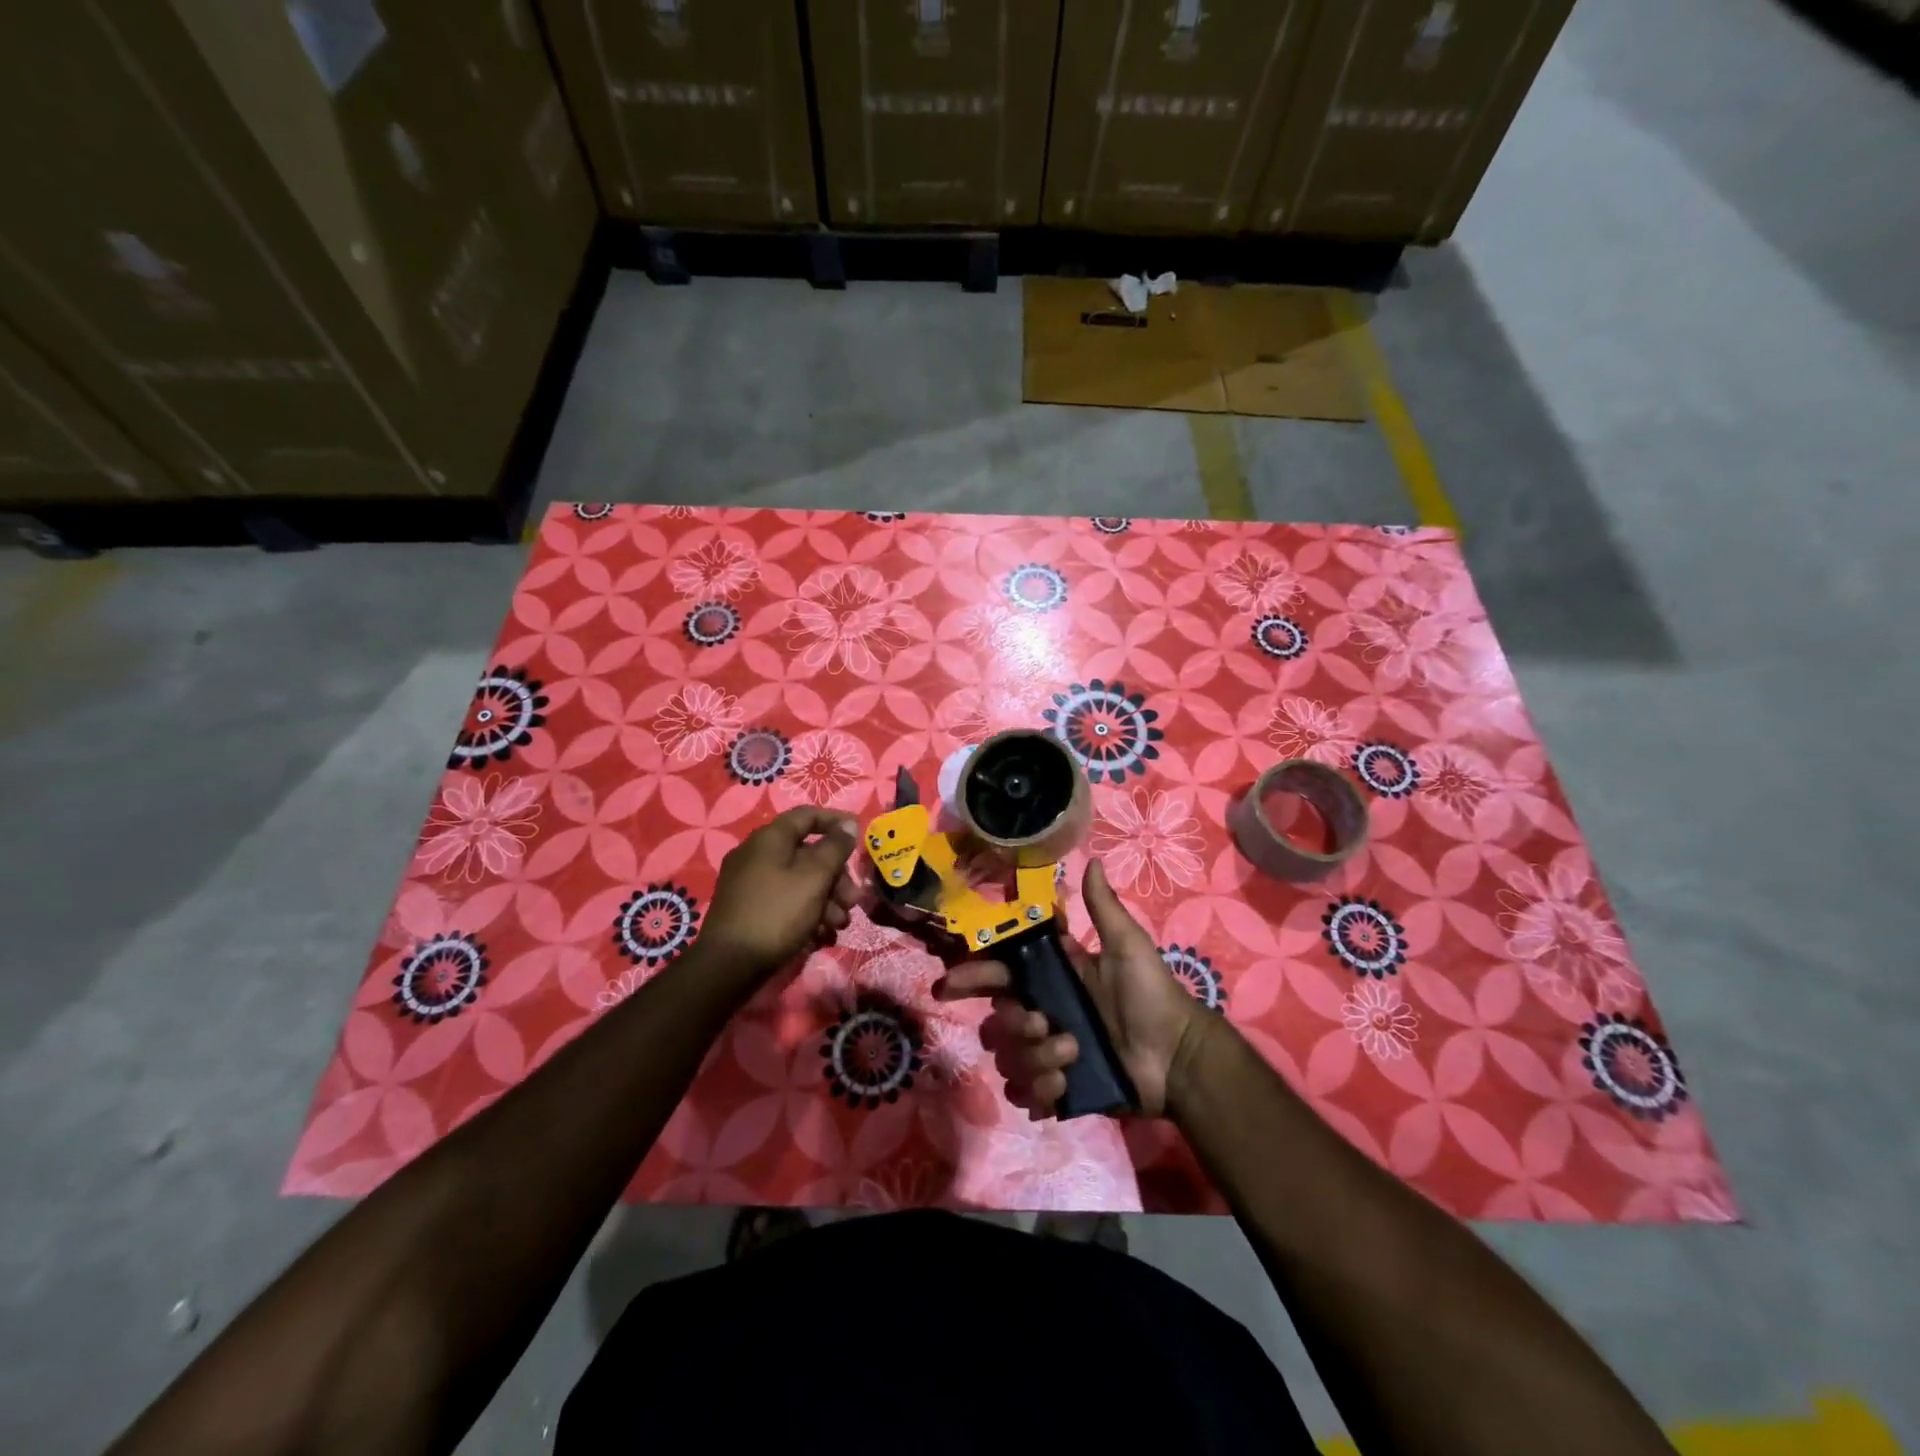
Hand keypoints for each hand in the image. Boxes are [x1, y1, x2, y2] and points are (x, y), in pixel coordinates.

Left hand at [701, 807, 860, 981]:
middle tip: (853, 899)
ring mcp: (750, 883)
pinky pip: (785, 900)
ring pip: (798, 880)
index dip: (836, 821)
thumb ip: (835, 847)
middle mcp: (756, 855)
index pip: (807, 816)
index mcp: (769, 839)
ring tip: (840, 923)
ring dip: (826, 898)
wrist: (729, 965)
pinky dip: (806, 911)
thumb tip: (848, 824)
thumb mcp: (814, 877)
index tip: (860, 835)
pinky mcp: (748, 909)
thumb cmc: (778, 912)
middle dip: (836, 875)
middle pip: (807, 853)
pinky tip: (821, 934)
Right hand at [934, 859, 1209, 1117]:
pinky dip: (1041, 1091)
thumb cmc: (1151, 996)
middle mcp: (1043, 1013)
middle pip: (999, 1018)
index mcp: (1053, 978)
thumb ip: (1103, 908)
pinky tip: (1064, 1087)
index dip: (973, 975)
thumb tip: (1092, 859)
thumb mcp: (1127, 947)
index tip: (949, 983)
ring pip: (1010, 1057)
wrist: (1176, 1057)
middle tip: (1042, 1024)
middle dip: (1014, 1022)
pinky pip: (1026, 1093)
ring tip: (1072, 1056)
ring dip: (1036, 1058)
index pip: (1000, 973)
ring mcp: (1048, 1053)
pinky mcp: (1058, 1088)